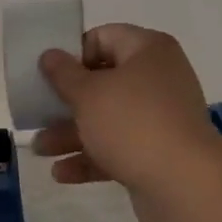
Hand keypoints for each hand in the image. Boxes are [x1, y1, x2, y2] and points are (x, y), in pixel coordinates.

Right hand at [31, 24, 221, 221]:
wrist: (184, 184)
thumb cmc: (132, 123)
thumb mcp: (88, 94)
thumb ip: (63, 74)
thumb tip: (50, 54)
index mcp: (148, 51)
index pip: (104, 37)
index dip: (73, 54)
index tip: (49, 75)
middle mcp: (158, 78)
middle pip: (103, 82)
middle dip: (67, 101)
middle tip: (37, 113)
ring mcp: (160, 118)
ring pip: (108, 119)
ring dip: (72, 133)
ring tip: (40, 150)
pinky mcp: (158, 152)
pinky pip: (118, 148)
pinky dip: (91, 157)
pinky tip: (61, 174)